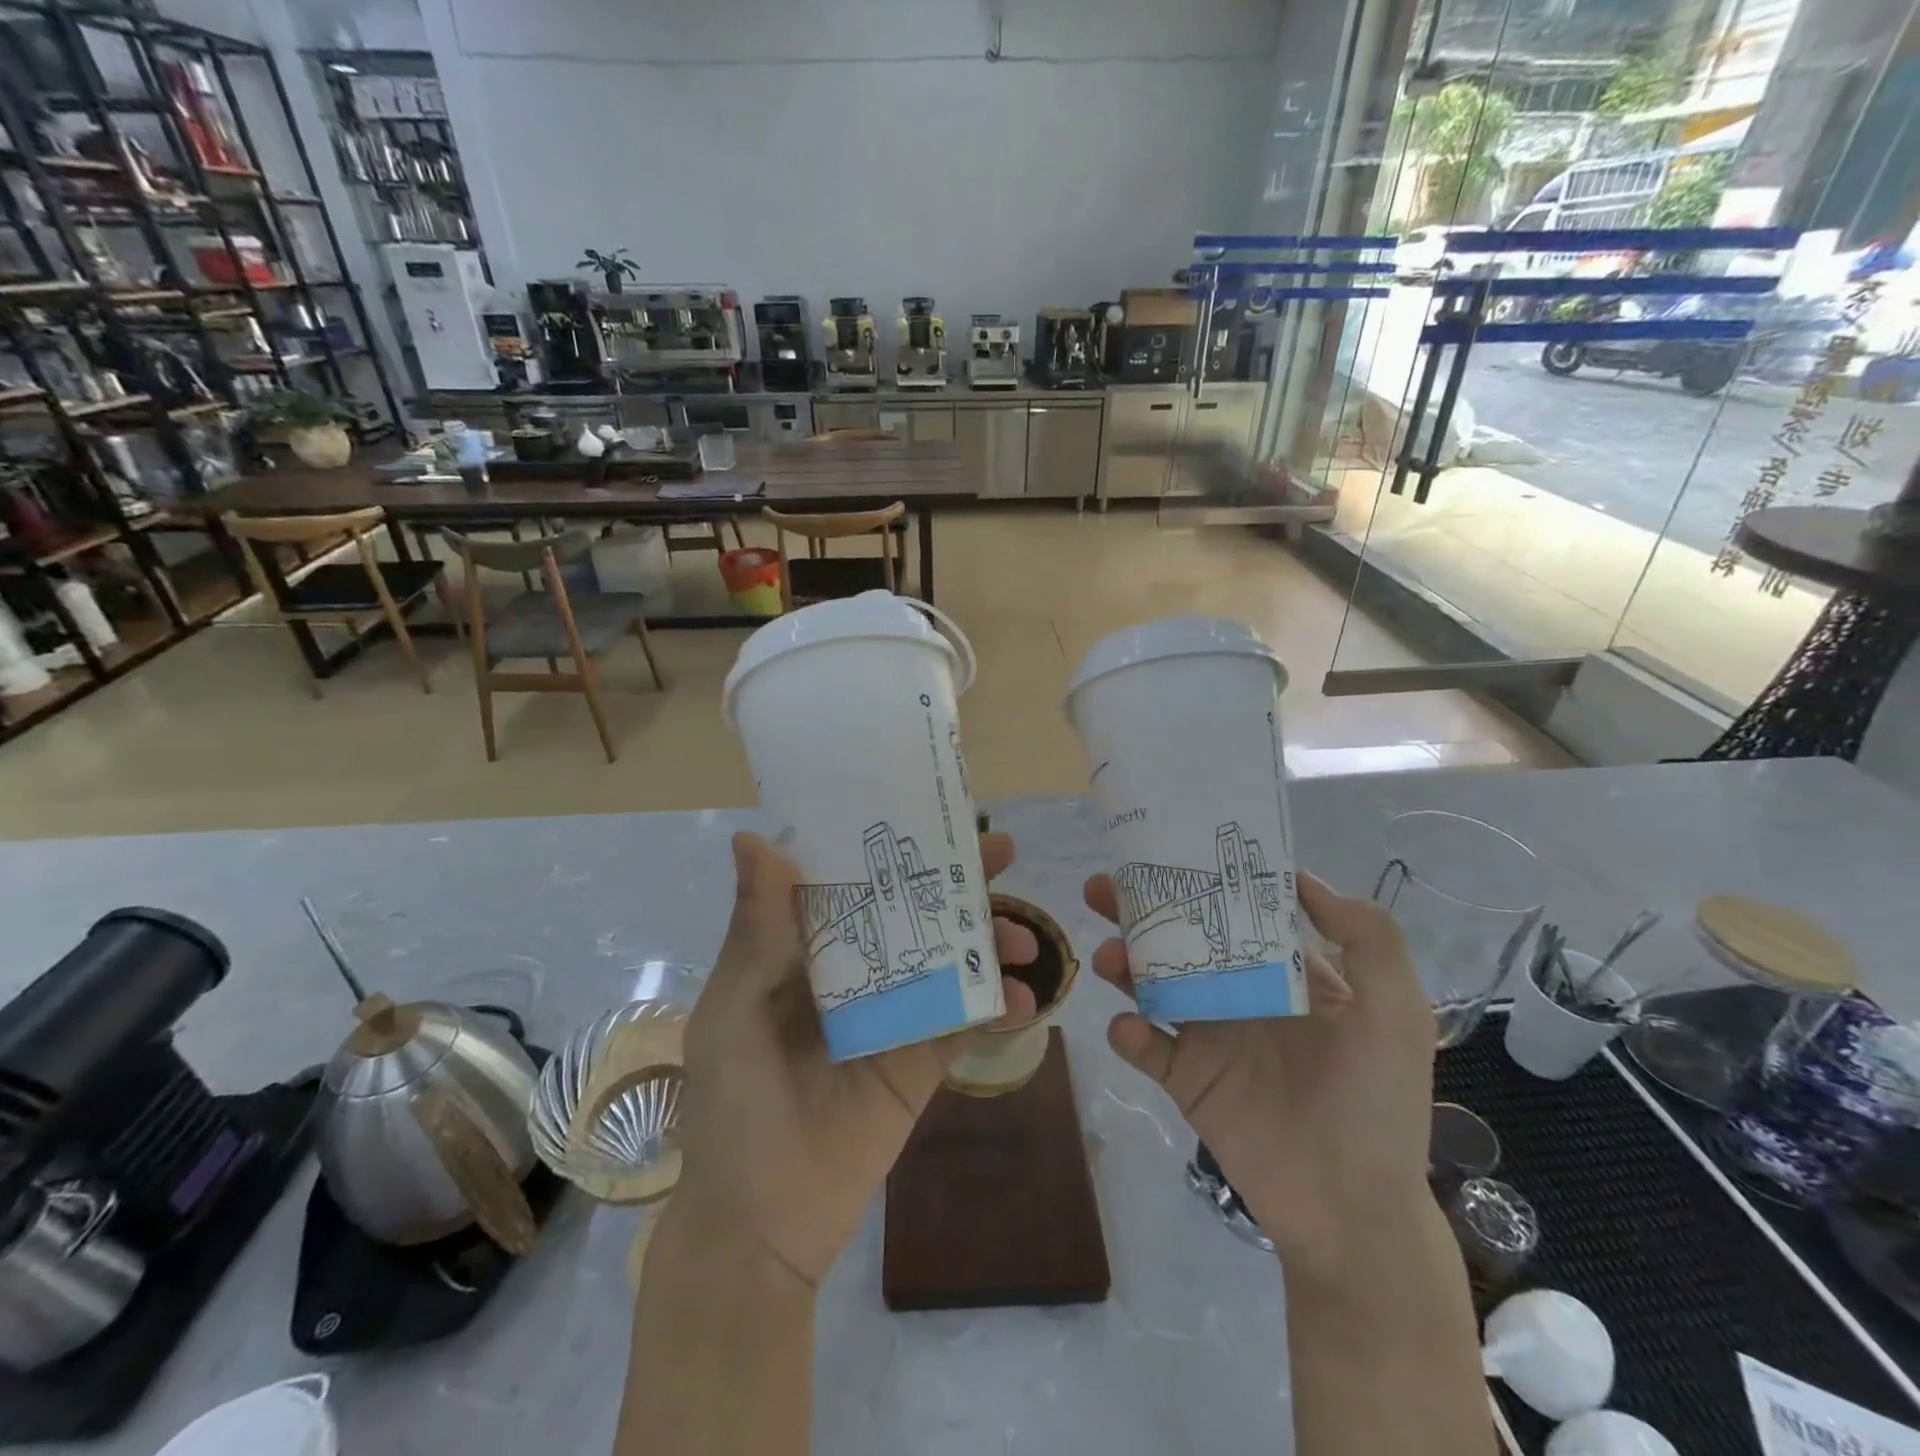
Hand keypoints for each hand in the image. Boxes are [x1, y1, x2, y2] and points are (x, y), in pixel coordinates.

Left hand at [670, 830, 1038, 1286]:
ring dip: (989, 941)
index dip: (890, 844)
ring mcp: (893, 1016)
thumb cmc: (733, 1104)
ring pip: (949, 960)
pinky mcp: (922, 1063)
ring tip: (1021, 938)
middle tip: (1002, 853)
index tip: (932, 812)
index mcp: (806, 950)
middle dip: (957, 882)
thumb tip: (751, 839)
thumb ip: (755, 929)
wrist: (759, 1224)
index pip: (854, 880)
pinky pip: (965, 1025)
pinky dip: (998, 1008)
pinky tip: (1025, 999)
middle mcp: (855, 972)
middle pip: (912, 912)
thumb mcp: (734, 1009)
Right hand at [1085, 870, 1434, 1277]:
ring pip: (1151, 984)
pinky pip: (1145, 1047)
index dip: (1202, 881)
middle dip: (1138, 912)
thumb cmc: (1377, 1101)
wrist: (1351, 1208)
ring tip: (1110, 957)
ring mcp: (1207, 1036)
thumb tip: (1300, 877)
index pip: (1235, 912)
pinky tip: (1131, 1028)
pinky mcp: (1185, 1079)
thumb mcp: (1396, 1011)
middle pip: (1179, 940)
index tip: (1168, 850)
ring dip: (1124, 965)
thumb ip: (1367, 937)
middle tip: (1102, 889)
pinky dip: (1128, 1033)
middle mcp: (1239, 994)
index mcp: (1283, 973)